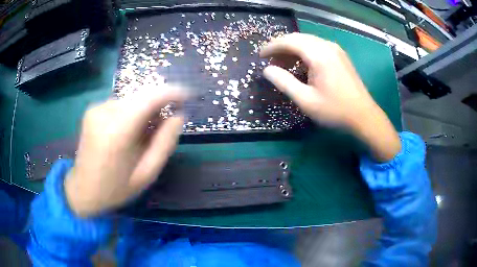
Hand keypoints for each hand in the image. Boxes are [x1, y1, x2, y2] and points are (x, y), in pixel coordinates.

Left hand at [64, 86, 184, 216]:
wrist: (83, 190)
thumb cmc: (115, 188)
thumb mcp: (146, 174)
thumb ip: (164, 143)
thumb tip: (178, 116)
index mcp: (117, 132)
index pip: (149, 98)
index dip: (172, 92)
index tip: (187, 96)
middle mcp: (104, 112)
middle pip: (141, 95)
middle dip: (158, 104)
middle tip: (164, 125)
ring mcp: (96, 109)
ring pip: (131, 99)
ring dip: (143, 111)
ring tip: (143, 135)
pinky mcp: (92, 109)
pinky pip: (120, 104)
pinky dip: (130, 113)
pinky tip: (127, 133)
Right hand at [260, 33, 400, 161]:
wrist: (364, 116)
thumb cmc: (335, 110)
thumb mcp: (305, 100)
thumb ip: (284, 82)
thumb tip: (267, 70)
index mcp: (319, 55)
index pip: (289, 41)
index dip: (272, 46)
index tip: (260, 56)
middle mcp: (327, 46)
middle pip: (298, 38)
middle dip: (281, 46)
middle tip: (269, 60)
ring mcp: (335, 49)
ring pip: (307, 41)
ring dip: (292, 49)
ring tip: (282, 63)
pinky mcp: (340, 55)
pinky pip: (317, 46)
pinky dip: (304, 52)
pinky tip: (300, 64)